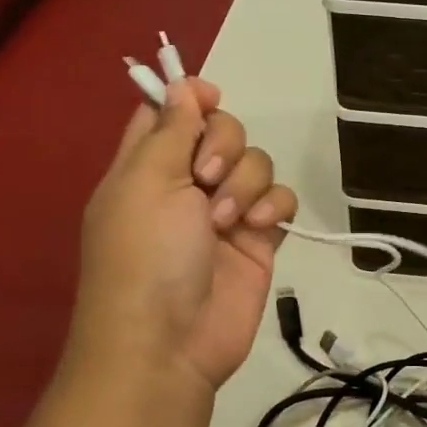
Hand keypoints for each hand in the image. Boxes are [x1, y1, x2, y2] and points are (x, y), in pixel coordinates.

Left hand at [62, 78, 297, 401]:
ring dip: (246, 182)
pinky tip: (258, 226)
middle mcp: (187, 182)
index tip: (208, 97)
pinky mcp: (259, 237)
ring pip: (257, 162)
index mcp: (147, 165)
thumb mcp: (147, 182)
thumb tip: (181, 83)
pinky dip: (274, 205)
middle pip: (222, 129)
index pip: (168, 112)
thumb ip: (171, 129)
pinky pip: (281, 199)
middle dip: (224, 143)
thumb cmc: (145, 256)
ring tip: (226, 220)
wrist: (169, 342)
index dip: (190, 97)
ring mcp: (226, 210)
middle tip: (206, 175)